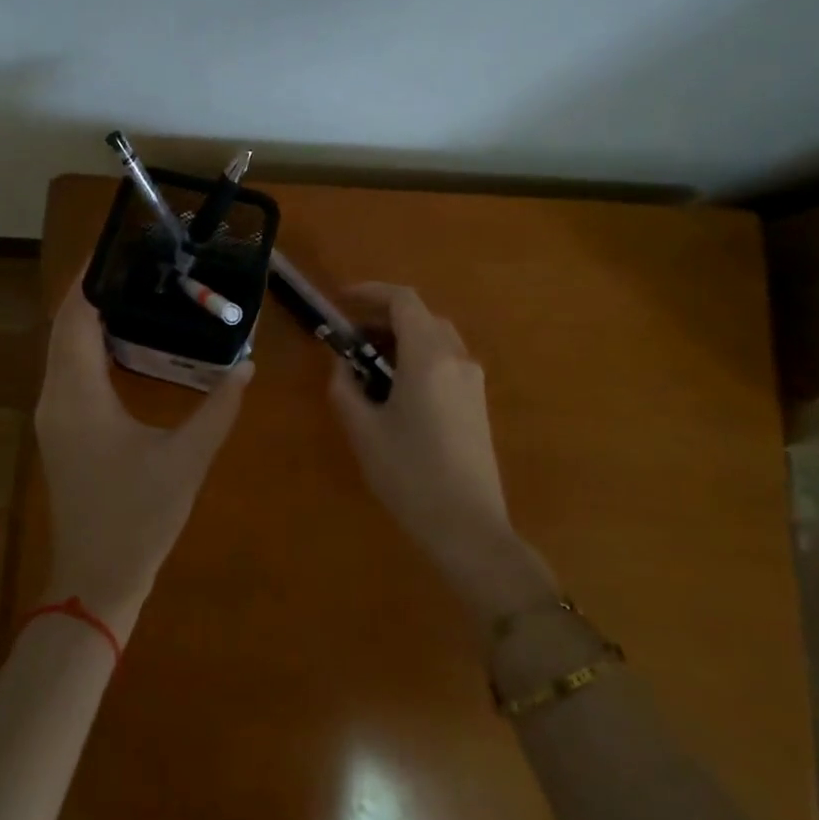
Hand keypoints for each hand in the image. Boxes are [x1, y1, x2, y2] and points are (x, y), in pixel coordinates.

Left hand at [33, 280, 252, 641]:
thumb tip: (247, 365)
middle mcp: (56, 396)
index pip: (75, 317)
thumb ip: (219, 408)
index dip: (90, 278)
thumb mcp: (187, 460)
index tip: (115, 245)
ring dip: (89, 317)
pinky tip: (126, 342)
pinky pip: (68, 370)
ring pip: (62, 348)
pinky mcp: (60, 429)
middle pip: (64, 326)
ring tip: (136, 291)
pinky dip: (89, 346)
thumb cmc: (139, 518)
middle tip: (137, 262)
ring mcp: (53, 415)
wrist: (95, 580)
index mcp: (79, 395)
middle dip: (93, 291)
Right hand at [328, 284, 557, 628]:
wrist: (468, 527)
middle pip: (421, 315)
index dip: (370, 292)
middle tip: (350, 336)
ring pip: (435, 337)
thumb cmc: (409, 474)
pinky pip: (445, 360)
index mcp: (428, 356)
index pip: (403, 300)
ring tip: (369, 361)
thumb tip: (343, 363)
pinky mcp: (477, 402)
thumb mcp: (363, 429)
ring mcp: (472, 380)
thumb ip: (345, 386)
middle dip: (383, 316)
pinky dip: (418, 356)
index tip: (341, 300)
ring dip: (402, 337)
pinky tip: (396, 387)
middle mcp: (456, 358)